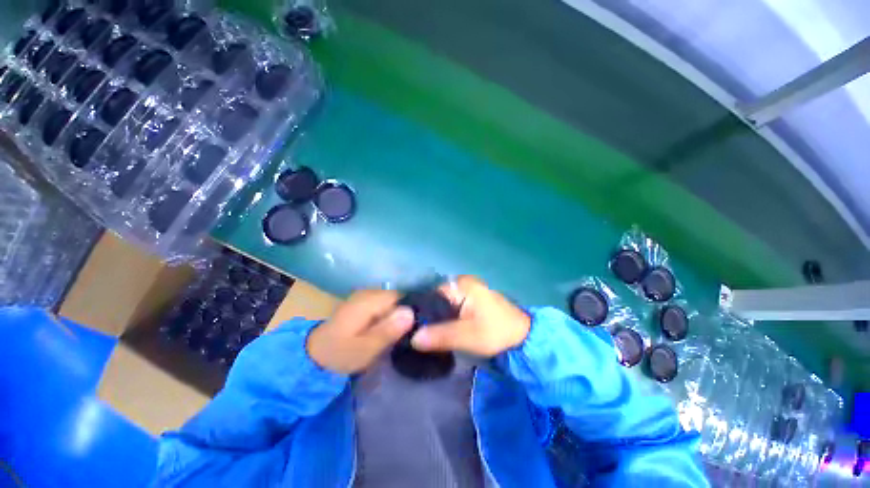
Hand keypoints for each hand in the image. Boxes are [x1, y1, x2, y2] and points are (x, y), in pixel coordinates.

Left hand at [306, 289, 413, 373]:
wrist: (315, 354)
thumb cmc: (341, 353)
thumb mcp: (366, 348)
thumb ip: (388, 330)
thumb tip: (411, 312)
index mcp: (370, 300)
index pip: (402, 297)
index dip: (412, 311)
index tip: (416, 329)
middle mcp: (369, 292)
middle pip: (398, 298)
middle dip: (405, 314)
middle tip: (408, 334)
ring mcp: (365, 296)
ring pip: (392, 301)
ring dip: (397, 315)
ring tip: (400, 333)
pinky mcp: (363, 302)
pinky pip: (384, 304)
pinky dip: (388, 315)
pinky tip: (388, 328)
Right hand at [411, 276, 529, 356]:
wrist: (523, 339)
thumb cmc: (496, 333)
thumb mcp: (467, 336)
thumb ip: (440, 335)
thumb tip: (413, 338)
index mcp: (462, 284)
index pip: (431, 293)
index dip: (420, 310)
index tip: (409, 327)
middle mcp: (462, 283)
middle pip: (436, 299)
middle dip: (427, 316)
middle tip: (415, 334)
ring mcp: (468, 292)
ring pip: (443, 305)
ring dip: (436, 319)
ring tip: (423, 335)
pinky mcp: (471, 302)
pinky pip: (451, 309)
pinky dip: (445, 319)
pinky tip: (438, 332)